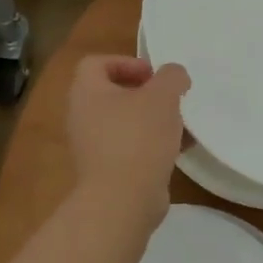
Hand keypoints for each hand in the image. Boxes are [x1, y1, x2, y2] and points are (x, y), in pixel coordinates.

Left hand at [65, 55, 191, 229]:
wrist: (123, 200)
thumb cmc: (138, 137)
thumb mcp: (163, 95)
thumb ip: (172, 76)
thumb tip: (174, 76)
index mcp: (87, 93)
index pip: (96, 63)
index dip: (126, 62)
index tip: (154, 75)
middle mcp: (82, 117)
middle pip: (112, 93)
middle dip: (145, 93)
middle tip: (169, 98)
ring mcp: (92, 147)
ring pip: (124, 122)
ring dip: (152, 119)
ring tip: (180, 124)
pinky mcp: (106, 172)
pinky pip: (130, 147)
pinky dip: (151, 144)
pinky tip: (179, 149)